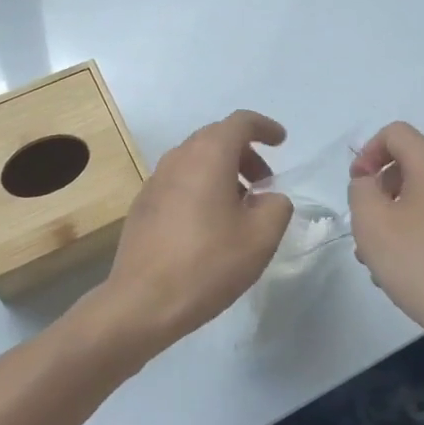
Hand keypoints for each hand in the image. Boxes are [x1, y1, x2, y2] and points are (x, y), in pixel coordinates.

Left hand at [94, 110, 294, 351]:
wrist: (142, 301)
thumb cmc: (207, 264)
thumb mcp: (260, 238)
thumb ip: (276, 207)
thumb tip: (269, 198)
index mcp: (208, 156)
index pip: (240, 122)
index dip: (264, 127)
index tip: (281, 142)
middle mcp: (178, 158)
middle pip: (216, 138)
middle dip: (245, 154)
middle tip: (265, 184)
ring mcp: (156, 180)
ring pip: (196, 160)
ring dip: (223, 172)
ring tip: (240, 207)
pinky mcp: (143, 204)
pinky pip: (180, 181)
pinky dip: (202, 187)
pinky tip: (210, 224)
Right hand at [347, 122, 423, 350]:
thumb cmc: (420, 265)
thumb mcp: (371, 222)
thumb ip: (361, 189)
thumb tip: (372, 183)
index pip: (396, 133)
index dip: (368, 152)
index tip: (357, 185)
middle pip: (413, 165)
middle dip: (383, 189)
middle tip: (366, 226)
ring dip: (400, 215)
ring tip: (383, 257)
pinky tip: (413, 270)